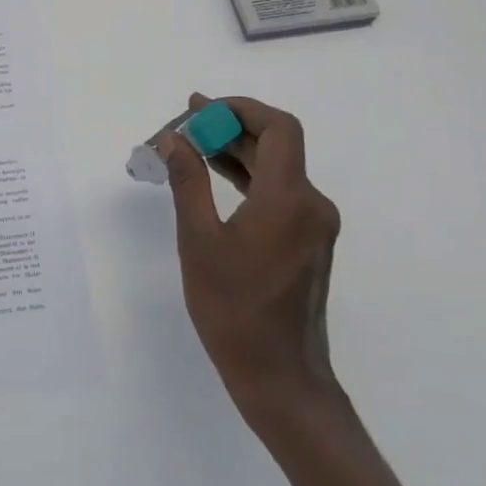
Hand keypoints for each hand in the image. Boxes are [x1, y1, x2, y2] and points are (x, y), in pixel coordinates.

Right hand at [159, 93, 341, 411]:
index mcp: (289, 199)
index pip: (279, 128)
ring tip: (188, 146)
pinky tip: (212, 177)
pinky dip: (246, 178)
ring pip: (276, 168)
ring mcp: (312, 224)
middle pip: (276, 145)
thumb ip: (188, 182)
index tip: (199, 109)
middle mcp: (310, 204)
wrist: (279, 376)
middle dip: (228, 128)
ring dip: (235, 152)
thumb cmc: (233, 309)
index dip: (241, 109)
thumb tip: (173, 139)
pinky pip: (277, 193)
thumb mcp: (199, 241)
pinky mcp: (306, 242)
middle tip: (181, 128)